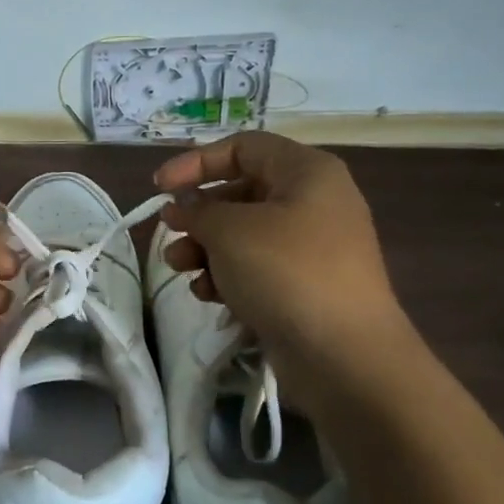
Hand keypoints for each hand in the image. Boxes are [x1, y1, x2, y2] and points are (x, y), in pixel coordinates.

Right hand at [153, 133, 404, 358]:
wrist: (344, 355)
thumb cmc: (286, 273)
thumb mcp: (230, 231)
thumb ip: (198, 210)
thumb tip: (183, 205)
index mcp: (307, 172)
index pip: (243, 147)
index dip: (196, 162)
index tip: (159, 187)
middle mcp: (314, 202)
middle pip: (241, 192)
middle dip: (199, 214)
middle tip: (170, 232)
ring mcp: (312, 247)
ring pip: (245, 234)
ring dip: (205, 248)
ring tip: (180, 268)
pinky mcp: (305, 286)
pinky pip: (258, 268)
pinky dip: (228, 276)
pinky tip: (209, 296)